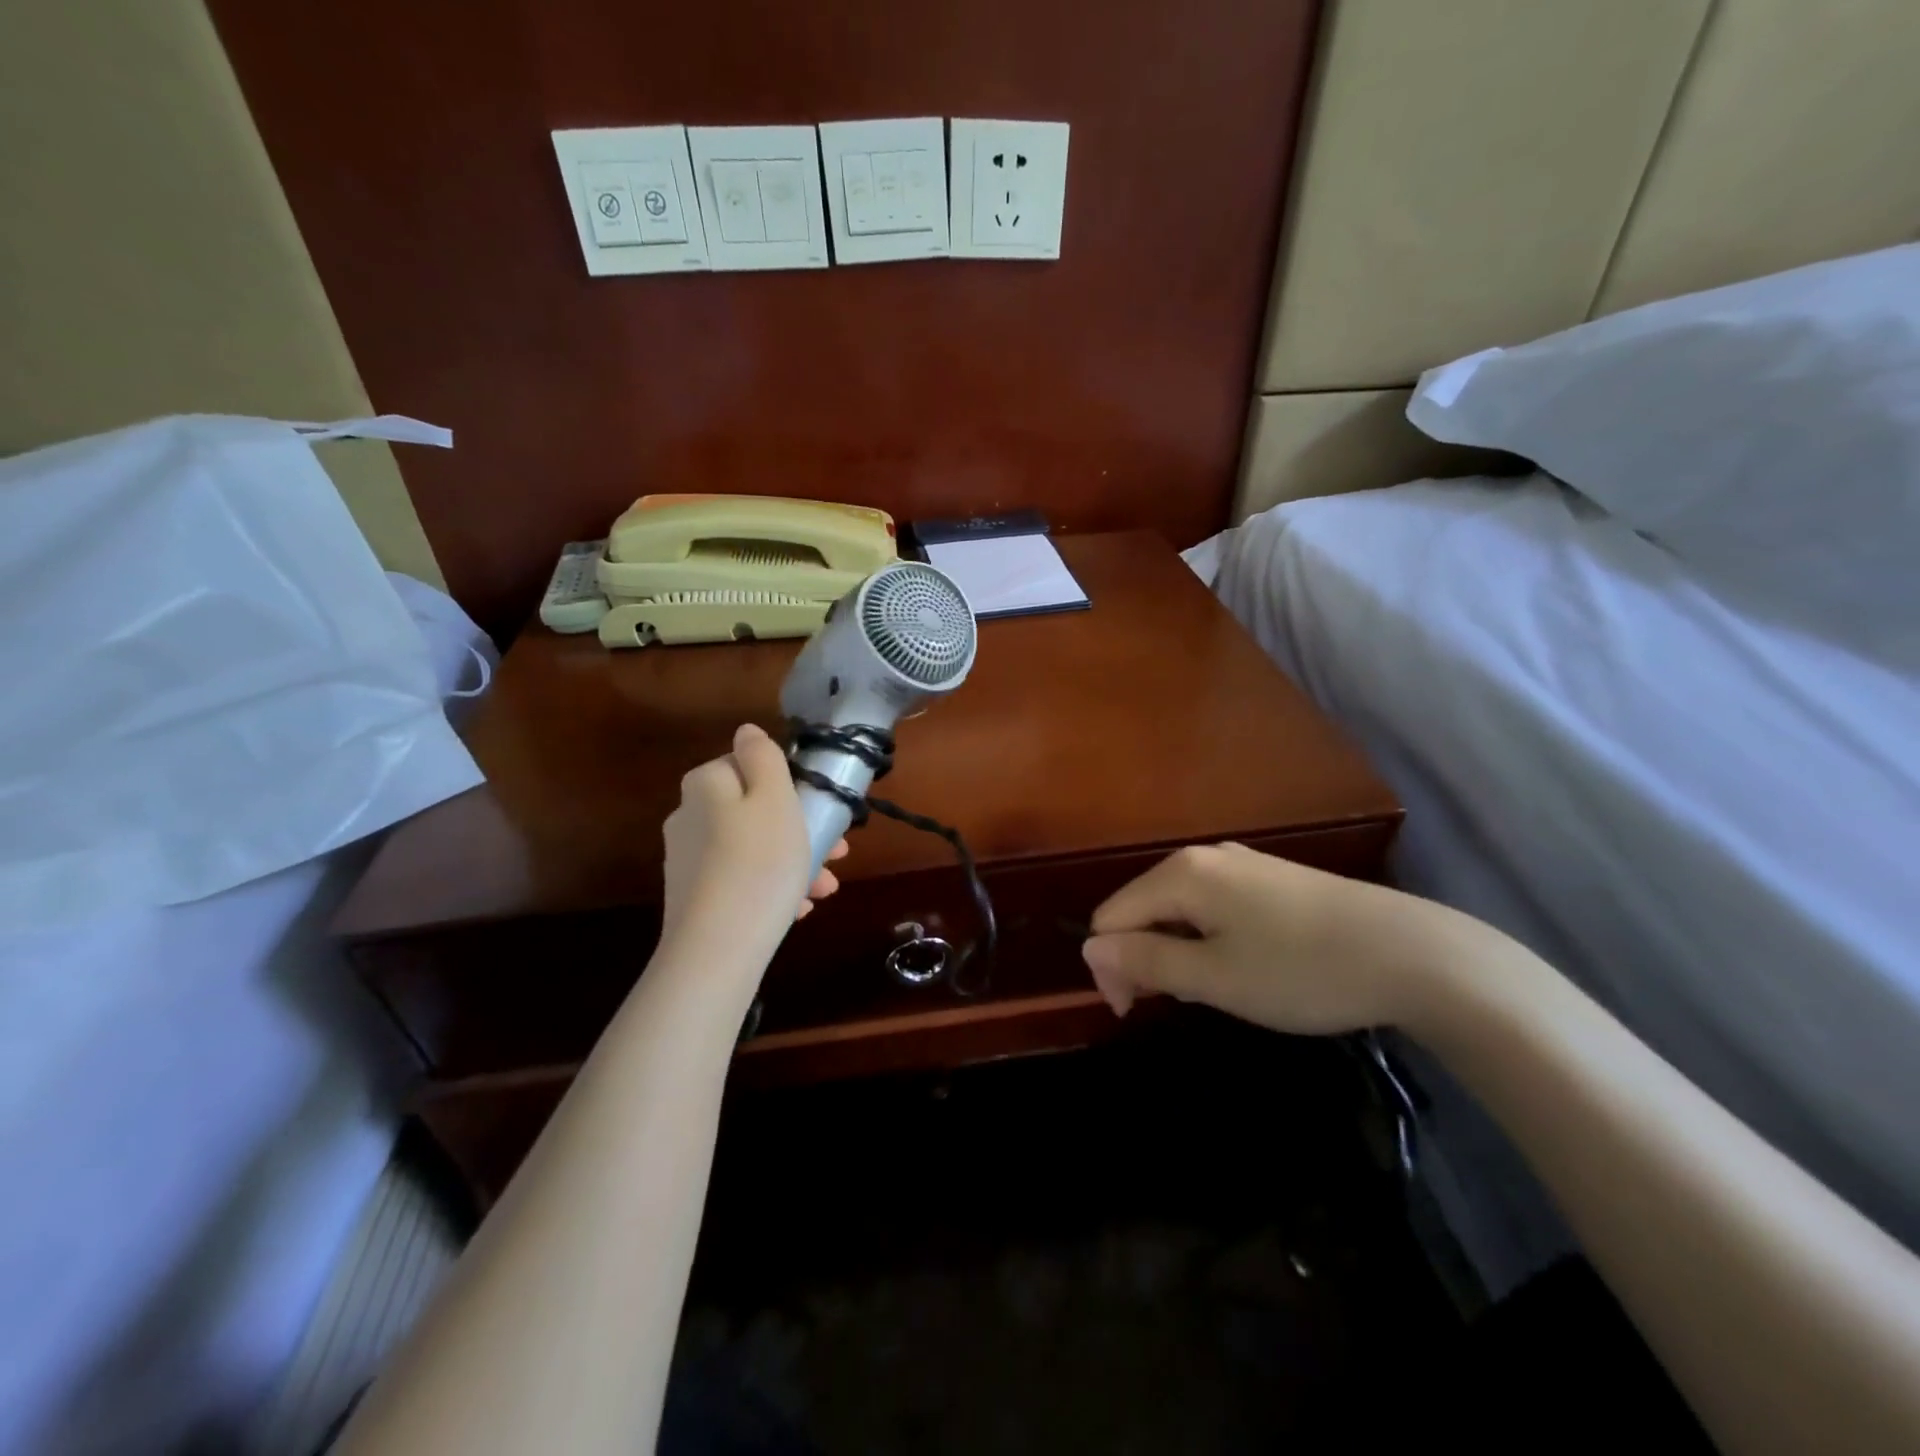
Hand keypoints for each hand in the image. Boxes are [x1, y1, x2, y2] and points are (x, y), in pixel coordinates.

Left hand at [660, 724, 846, 959]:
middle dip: (798, 829)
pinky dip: (770, 887)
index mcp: (706, 784)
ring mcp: (688, 859)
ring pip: (752, 847)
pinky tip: (797, 909)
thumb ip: (763, 757)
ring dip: (792, 861)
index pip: (750, 766)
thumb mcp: (774, 797)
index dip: (790, 785)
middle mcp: (689, 815)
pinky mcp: (692, 896)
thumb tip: (746, 731)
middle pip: (754, 810)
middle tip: (836, 855)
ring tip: (825, 889)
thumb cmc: (760, 862)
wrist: (719, 947)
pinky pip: (741, 879)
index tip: (821, 811)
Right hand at [1080, 842, 1459, 1034]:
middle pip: (1143, 908)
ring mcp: (1243, 863)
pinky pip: (1215, 906)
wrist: (1412, 955)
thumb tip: (1090, 950)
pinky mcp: (1273, 878)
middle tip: (1184, 1004)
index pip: (1111, 917)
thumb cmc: (1300, 970)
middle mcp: (1205, 856)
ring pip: (1180, 909)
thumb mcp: (1213, 977)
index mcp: (1180, 874)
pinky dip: (1211, 939)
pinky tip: (1249, 967)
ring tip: (1220, 990)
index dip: (1111, 968)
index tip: (1137, 1013)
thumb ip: (1144, 960)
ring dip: (1179, 951)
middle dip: (1145, 957)